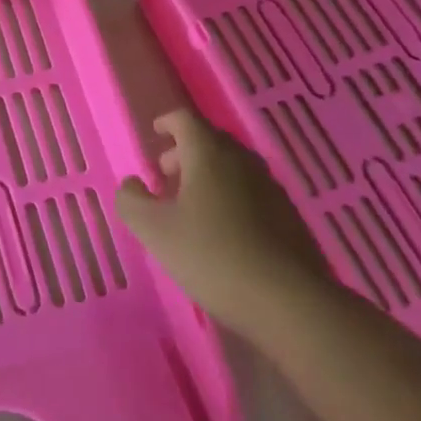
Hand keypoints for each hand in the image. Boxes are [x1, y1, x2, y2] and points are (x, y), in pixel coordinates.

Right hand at [115, 108, 331, 325]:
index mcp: (209, 153)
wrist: (289, 302)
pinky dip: (230, 198)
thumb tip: (133, 184)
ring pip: (232, 168)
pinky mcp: (289, 217)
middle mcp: (242, 160)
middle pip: (210, 141)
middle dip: (184, 152)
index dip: (166, 122)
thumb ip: (131, 200)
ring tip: (190, 207)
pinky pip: (251, 193)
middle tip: (165, 176)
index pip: (185, 119)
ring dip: (208, 176)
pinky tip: (222, 232)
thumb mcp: (153, 230)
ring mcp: (271, 188)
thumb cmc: (211, 255)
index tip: (155, 134)